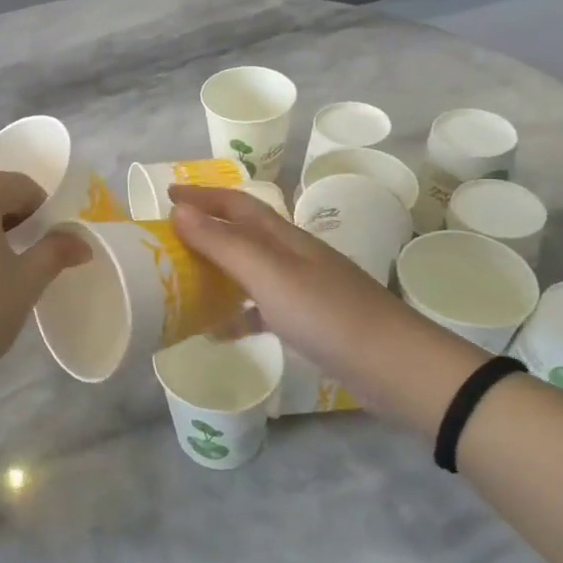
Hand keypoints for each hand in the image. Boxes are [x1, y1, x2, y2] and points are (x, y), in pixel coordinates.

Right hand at [168, 185, 485, 437]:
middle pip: (241, 233)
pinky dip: (237, 313)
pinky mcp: (308, 321)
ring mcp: (303, 288)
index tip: (167, 195)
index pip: (236, 204)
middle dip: (205, 229)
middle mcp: (292, 255)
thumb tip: (180, 212)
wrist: (396, 367)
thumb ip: (224, 243)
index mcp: (284, 237)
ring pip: (249, 269)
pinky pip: (261, 308)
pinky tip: (217, 332)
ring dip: (217, 270)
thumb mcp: (269, 275)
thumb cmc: (328, 314)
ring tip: (183, 281)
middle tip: (168, 239)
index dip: (202, 196)